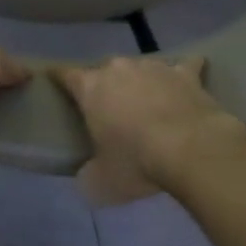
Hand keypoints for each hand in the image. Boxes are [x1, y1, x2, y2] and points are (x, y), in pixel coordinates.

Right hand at [55, 55, 245, 204]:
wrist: (192, 149)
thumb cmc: (137, 162)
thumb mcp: (101, 180)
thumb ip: (89, 172)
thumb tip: (88, 175)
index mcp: (90, 88)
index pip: (66, 74)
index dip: (58, 76)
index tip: (53, 76)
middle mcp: (118, 69)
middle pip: (105, 69)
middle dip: (106, 84)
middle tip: (110, 105)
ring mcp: (153, 67)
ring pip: (140, 66)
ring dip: (140, 79)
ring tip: (146, 98)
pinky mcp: (185, 73)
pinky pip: (184, 66)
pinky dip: (183, 72)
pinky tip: (188, 77)